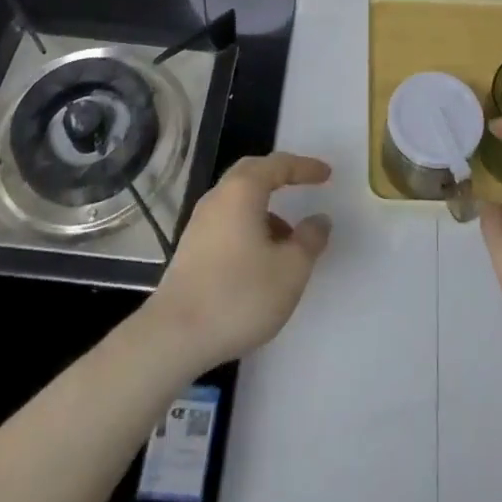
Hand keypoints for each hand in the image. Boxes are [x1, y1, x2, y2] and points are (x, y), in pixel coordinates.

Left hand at [141, 152, 332, 370]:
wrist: (174, 337)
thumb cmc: (239, 295)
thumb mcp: (290, 270)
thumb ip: (310, 240)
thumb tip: (319, 220)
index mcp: (243, 190)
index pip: (279, 165)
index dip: (305, 167)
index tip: (327, 174)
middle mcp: (218, 196)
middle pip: (252, 172)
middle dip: (280, 176)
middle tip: (303, 185)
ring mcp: (200, 222)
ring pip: (238, 199)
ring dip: (265, 208)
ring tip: (288, 239)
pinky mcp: (191, 248)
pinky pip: (227, 220)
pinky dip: (249, 225)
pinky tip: (260, 258)